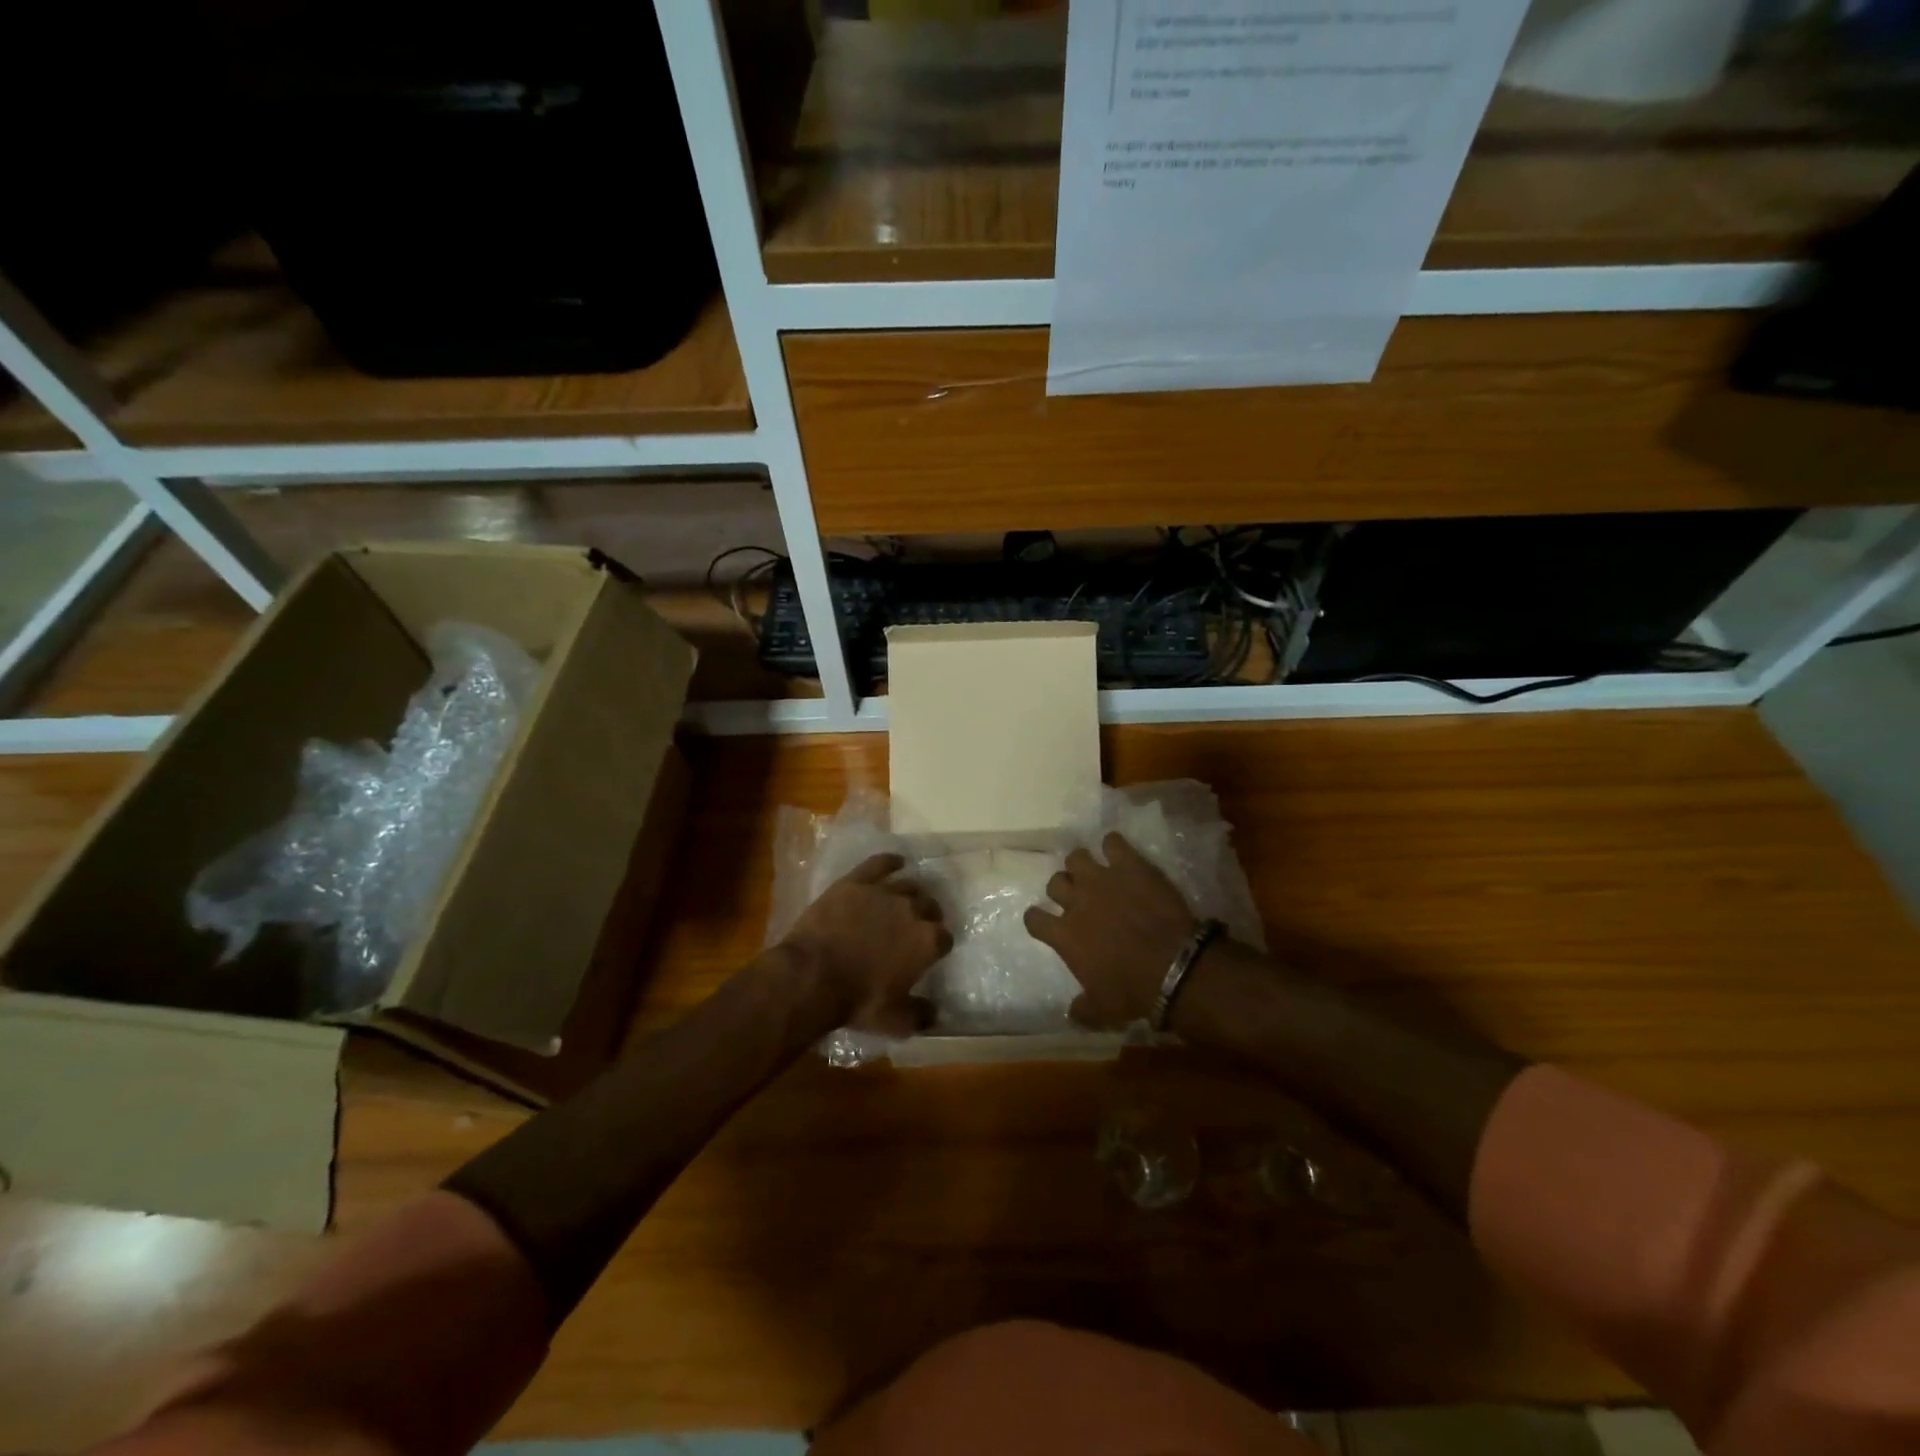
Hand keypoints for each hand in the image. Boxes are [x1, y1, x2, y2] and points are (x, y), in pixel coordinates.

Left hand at [781, 853, 951, 1036]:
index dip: (938, 946)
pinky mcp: (856, 882)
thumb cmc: (857, 1001)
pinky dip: (890, 861)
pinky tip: (896, 862)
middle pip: (930, 905)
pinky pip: (879, 863)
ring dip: (912, 893)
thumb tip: (936, 1013)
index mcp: (927, 941)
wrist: (813, 975)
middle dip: (928, 915)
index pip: (944, 938)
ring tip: (906, 900)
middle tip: (916, 926)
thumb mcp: (894, 1021)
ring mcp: (884, 892)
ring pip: (908, 885)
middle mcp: (912, 910)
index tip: (930, 953)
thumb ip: (920, 1015)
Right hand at [1024, 833, 1199, 1027]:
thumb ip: (1083, 1009)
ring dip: (1083, 865)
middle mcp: (1076, 901)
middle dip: (1064, 888)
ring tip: (1096, 872)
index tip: (1046, 922)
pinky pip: (1112, 842)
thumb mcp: (1103, 1011)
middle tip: (1079, 897)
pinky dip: (1114, 846)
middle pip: (1056, 882)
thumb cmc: (1134, 990)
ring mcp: (1102, 879)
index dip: (1038, 919)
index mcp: (1064, 935)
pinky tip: (1120, 854)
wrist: (1173, 964)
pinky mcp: (1129, 865)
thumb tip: (1071, 1013)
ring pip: (1077, 857)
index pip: (1034, 918)